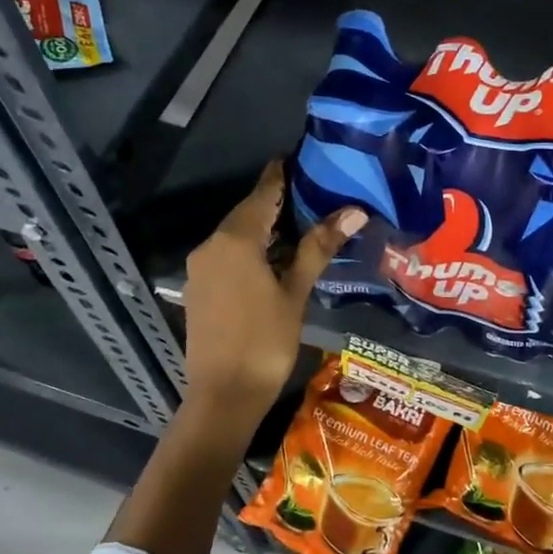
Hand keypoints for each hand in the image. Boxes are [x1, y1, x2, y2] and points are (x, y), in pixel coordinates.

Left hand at [183, 161, 364, 424]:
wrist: (223, 395)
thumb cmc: (265, 341)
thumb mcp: (295, 292)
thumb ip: (319, 247)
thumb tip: (353, 211)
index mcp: (235, 240)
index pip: (262, 194)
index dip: (280, 176)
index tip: (297, 158)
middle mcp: (211, 245)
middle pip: (247, 213)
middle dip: (276, 203)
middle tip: (312, 193)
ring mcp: (201, 268)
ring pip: (236, 235)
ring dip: (264, 228)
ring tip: (300, 224)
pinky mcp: (199, 288)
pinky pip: (227, 255)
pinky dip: (250, 249)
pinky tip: (274, 258)